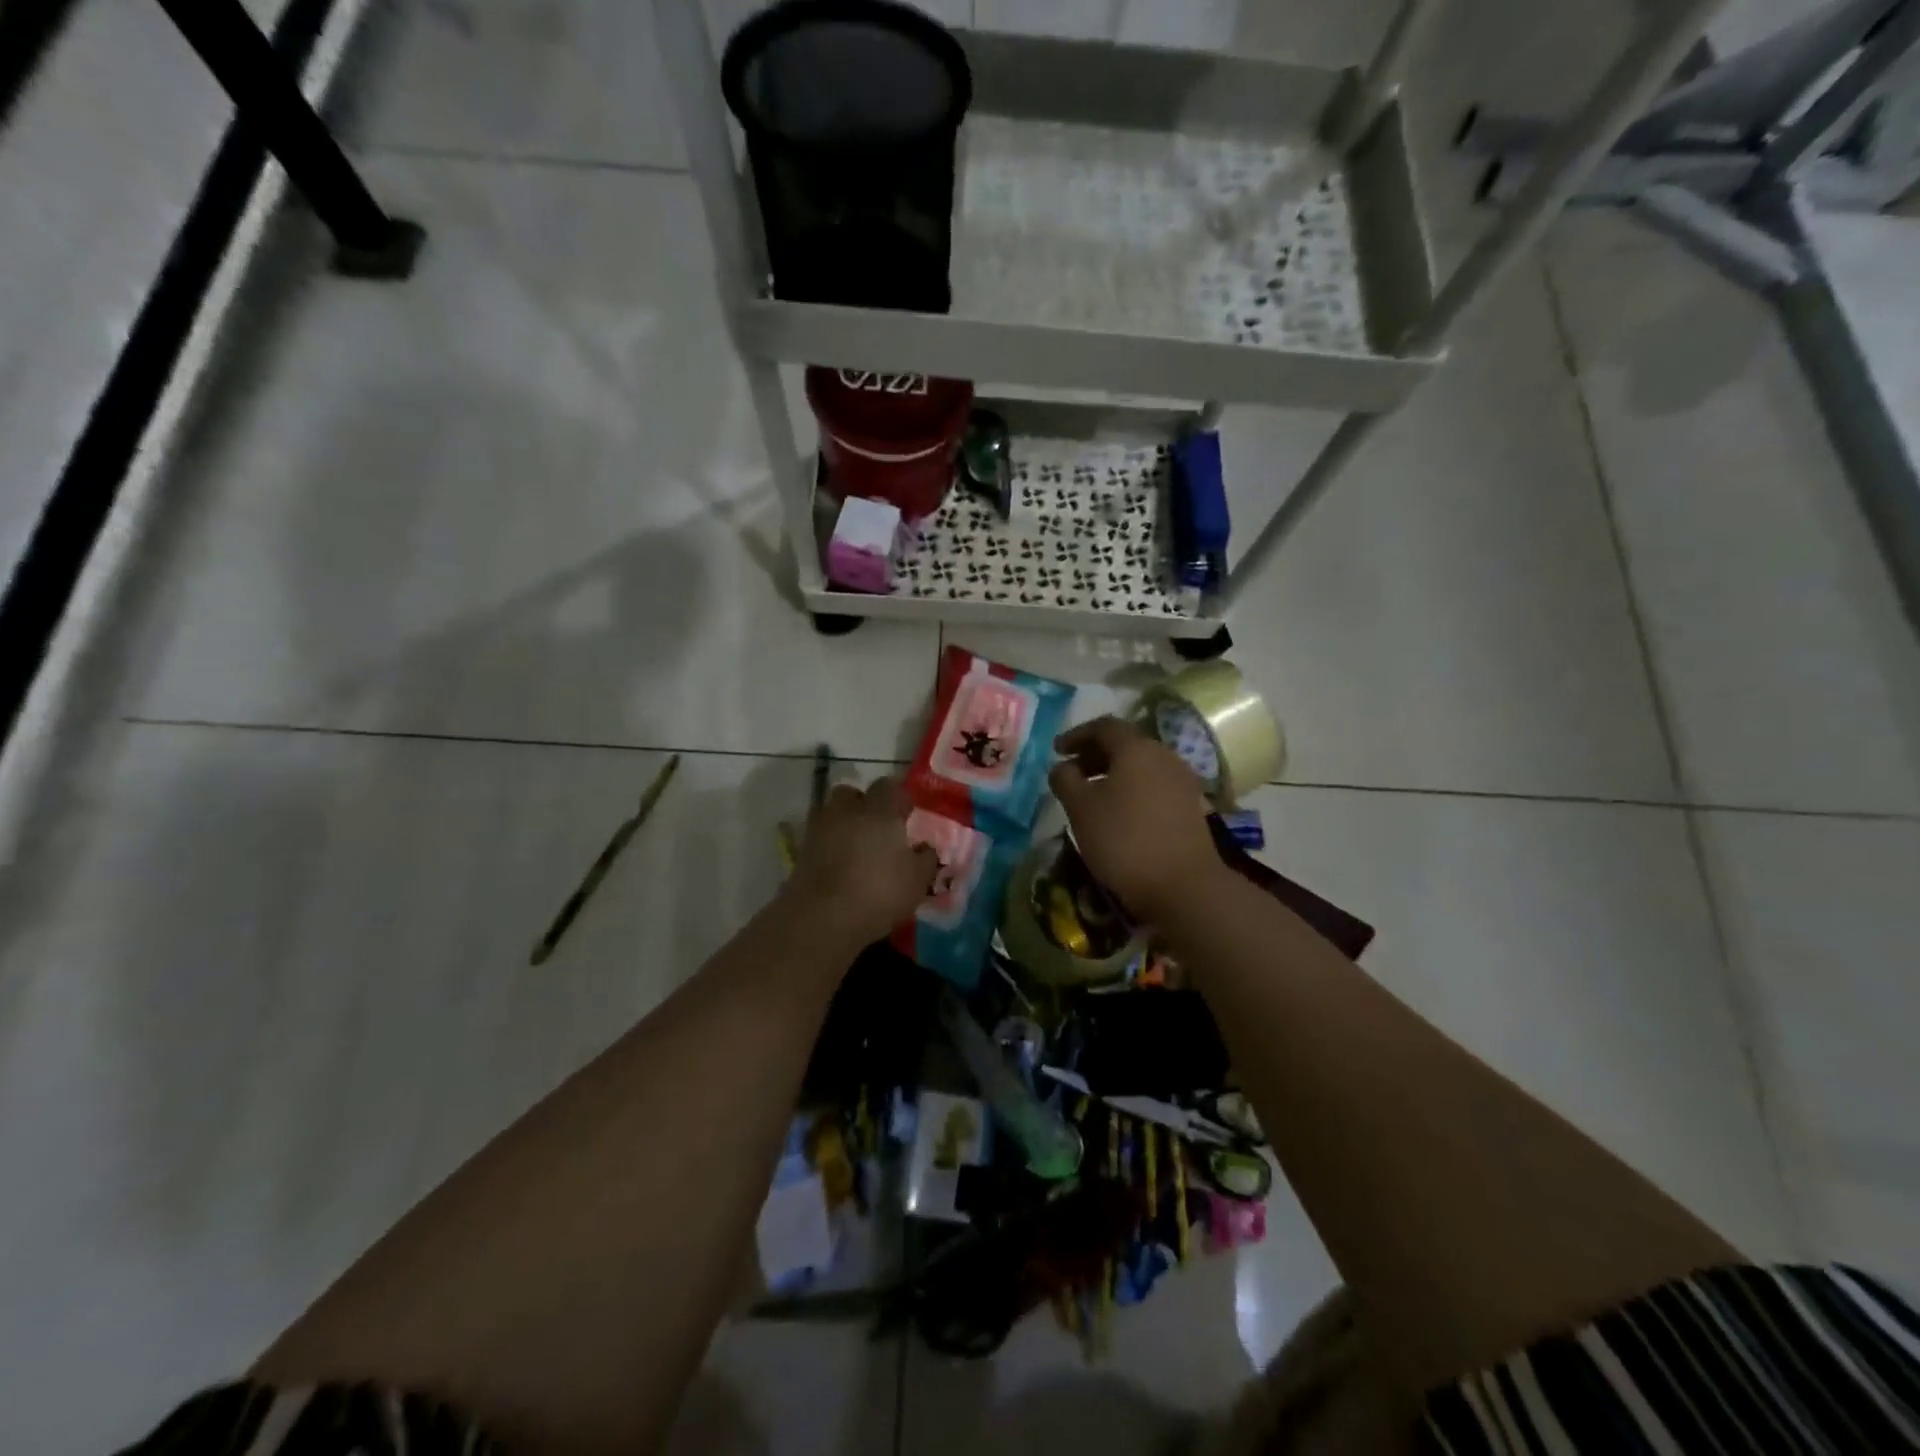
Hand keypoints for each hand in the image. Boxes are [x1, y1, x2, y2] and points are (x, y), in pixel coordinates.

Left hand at [785, 776, 937, 947]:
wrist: (822, 917)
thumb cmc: (878, 891)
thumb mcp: (917, 880)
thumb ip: (925, 859)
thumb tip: (925, 848)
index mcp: (879, 810)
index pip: (890, 787)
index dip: (899, 798)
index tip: (907, 814)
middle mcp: (847, 811)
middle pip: (852, 794)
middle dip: (863, 805)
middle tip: (877, 828)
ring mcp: (819, 829)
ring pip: (831, 814)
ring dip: (843, 825)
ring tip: (855, 849)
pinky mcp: (800, 852)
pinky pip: (819, 840)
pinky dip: (828, 847)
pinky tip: (840, 867)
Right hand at [1048, 717, 1222, 923]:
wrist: (1185, 885)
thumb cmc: (1124, 839)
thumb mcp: (1081, 808)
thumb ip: (1065, 780)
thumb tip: (1063, 767)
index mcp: (1136, 748)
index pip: (1103, 726)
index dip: (1076, 735)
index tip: (1056, 750)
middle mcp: (1163, 756)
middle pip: (1125, 744)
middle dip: (1095, 755)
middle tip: (1072, 774)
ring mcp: (1182, 781)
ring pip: (1141, 766)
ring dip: (1114, 774)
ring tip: (1092, 796)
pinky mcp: (1190, 806)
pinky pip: (1154, 786)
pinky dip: (1132, 790)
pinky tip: (1119, 814)